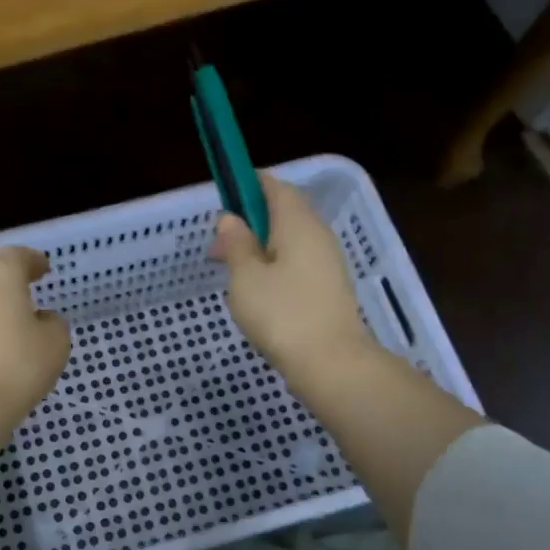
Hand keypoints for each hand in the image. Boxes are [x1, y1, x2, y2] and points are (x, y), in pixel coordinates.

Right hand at [211, 175, 378, 386]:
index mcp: (298, 223)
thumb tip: (231, 219)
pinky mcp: (328, 289)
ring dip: (259, 248)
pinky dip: (273, 267)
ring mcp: (327, 263)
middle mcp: (317, 235)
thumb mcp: (245, 277)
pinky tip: (256, 292)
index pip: (274, 186)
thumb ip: (237, 244)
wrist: (331, 363)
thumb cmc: (282, 314)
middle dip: (249, 222)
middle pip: (283, 213)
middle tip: (218, 245)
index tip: (224, 196)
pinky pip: (296, 264)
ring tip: (231, 273)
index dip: (248, 185)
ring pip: (289, 241)